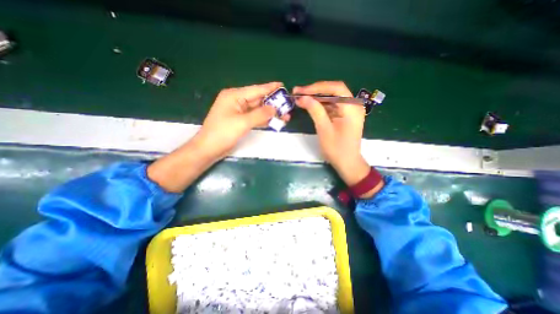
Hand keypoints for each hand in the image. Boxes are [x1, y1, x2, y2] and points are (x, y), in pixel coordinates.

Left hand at [146, 80, 290, 193]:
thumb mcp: (242, 122)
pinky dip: (264, 119)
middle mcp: (237, 101)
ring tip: (285, 115)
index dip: (270, 88)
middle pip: (258, 100)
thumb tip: (275, 108)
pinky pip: (255, 118)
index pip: (256, 90)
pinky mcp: (240, 121)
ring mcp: (238, 112)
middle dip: (273, 103)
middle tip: (288, 104)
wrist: (209, 149)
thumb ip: (260, 114)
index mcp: (234, 96)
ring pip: (258, 110)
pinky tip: (274, 121)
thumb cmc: (222, 133)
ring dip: (270, 113)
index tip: (283, 86)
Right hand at [294, 81, 370, 187]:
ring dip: (316, 97)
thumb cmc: (336, 149)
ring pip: (331, 98)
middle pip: (334, 91)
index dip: (317, 87)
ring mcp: (349, 110)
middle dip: (315, 91)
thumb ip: (315, 111)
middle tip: (298, 93)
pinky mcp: (344, 115)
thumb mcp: (324, 129)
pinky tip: (310, 105)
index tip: (301, 91)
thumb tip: (303, 97)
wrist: (347, 163)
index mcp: (352, 107)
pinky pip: (332, 105)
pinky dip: (320, 105)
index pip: (336, 88)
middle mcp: (353, 105)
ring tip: (301, 98)